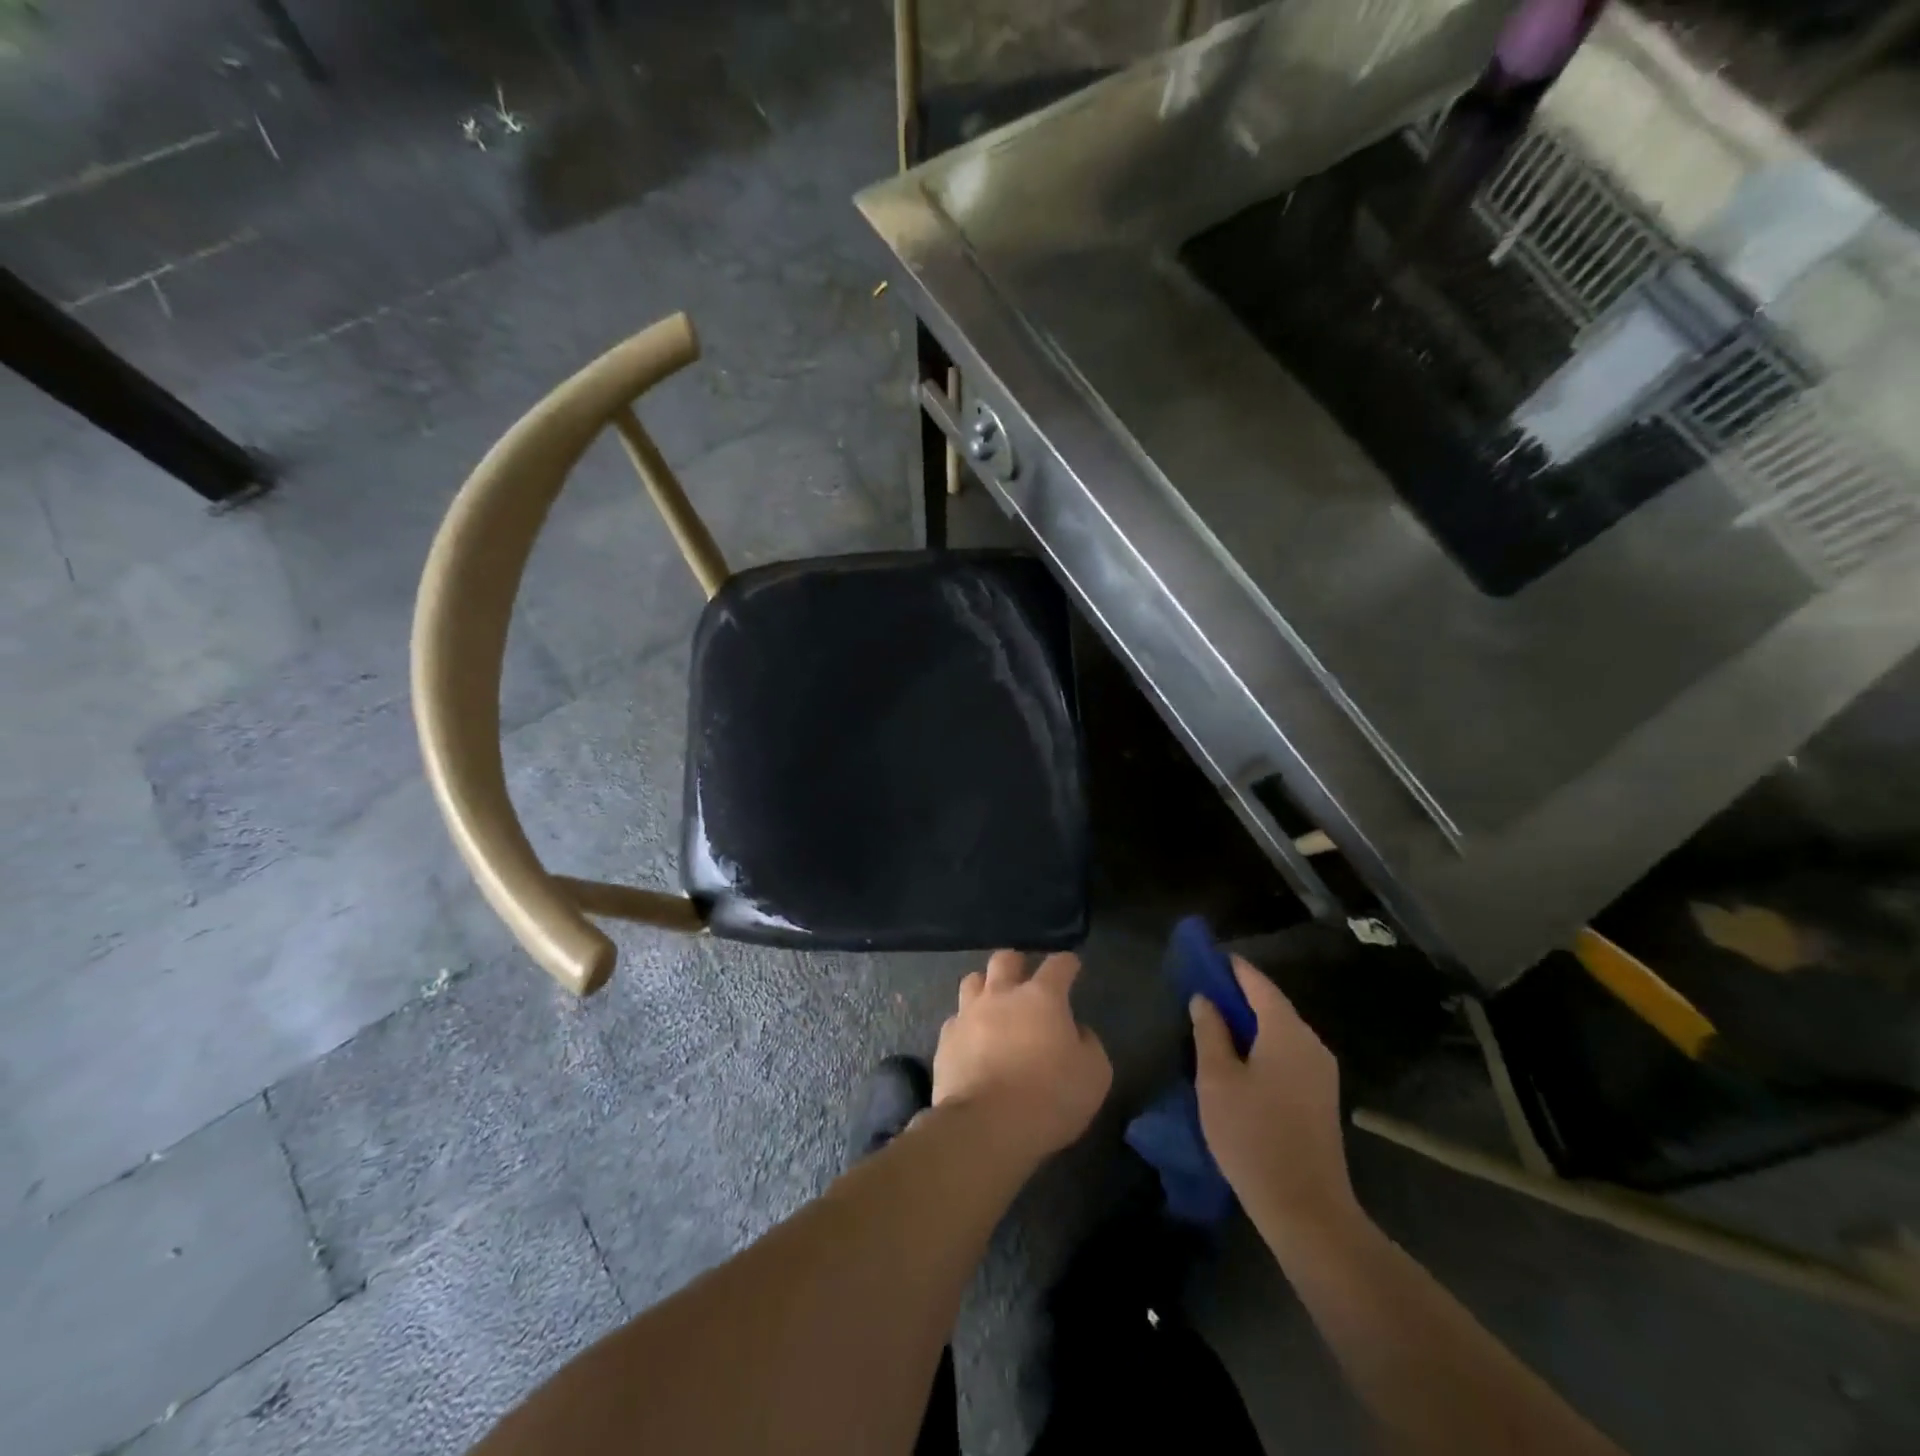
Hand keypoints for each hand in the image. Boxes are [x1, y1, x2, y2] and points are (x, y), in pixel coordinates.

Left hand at [933, 951, 1112, 1160]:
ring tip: (992, 1003)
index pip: (1058, 965)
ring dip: (985, 986)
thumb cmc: (1049, 1097)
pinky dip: (966, 1024)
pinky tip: (972, 1040)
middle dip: (1017, 964)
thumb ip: (1088, 1044)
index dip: (1067, 963)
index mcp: (1042, 997)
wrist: (987, 1126)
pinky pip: (956, 1019)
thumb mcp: (1094, 1074)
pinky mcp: (946, 1040)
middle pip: (1005, 960)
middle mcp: (1002, 995)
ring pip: (973, 981)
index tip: (1071, 966)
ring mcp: (969, 1014)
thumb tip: (1076, 1031)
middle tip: (1024, 978)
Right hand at [1191, 957, 1358, 1249]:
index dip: (1230, 968)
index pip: (1257, 983)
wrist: (1306, 1209)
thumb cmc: (1253, 1135)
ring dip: (1248, 1023)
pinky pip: (1287, 1053)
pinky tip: (1238, 1059)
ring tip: (1212, 1024)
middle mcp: (1311, 1043)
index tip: (1203, 958)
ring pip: (1280, 1031)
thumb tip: (1205, 999)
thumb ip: (1210, 1032)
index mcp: (1287, 1031)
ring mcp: (1321, 1072)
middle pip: (1272, 1005)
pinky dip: (1262, 1045)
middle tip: (1200, 993)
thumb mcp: (1217, 1079)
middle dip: (1237, 995)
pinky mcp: (1320, 1097)